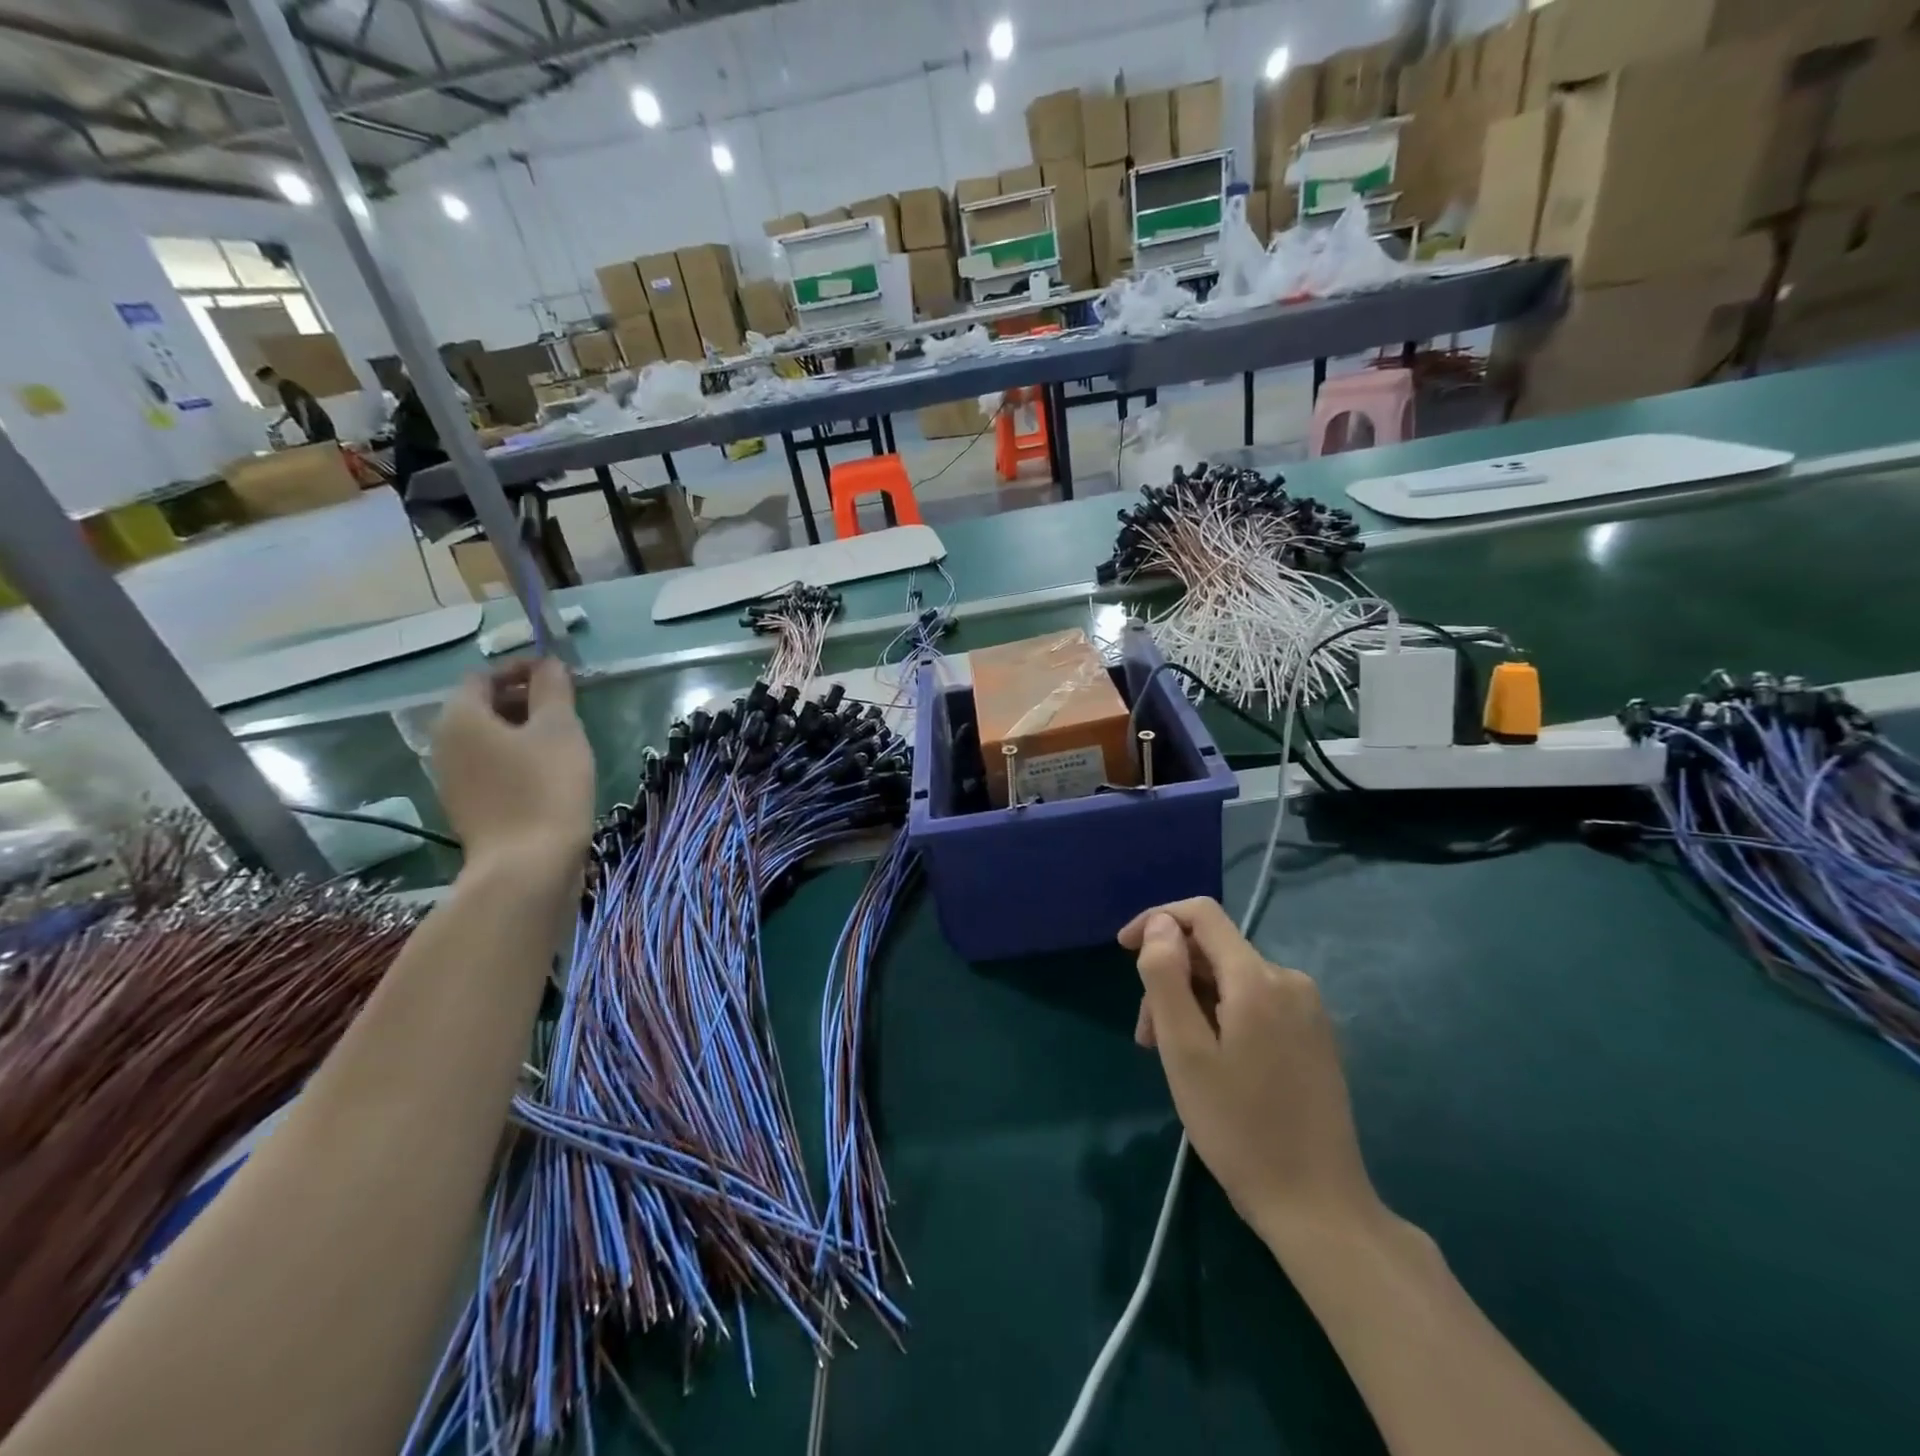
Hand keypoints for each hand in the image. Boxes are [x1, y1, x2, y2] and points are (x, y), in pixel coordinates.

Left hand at [431, 661, 593, 868]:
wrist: (527, 866)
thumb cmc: (546, 787)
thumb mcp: (560, 729)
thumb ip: (552, 689)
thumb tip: (548, 663)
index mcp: (460, 717)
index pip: (484, 676)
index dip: (521, 669)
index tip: (559, 675)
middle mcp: (444, 743)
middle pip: (482, 706)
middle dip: (522, 699)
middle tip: (566, 706)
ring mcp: (451, 779)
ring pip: (487, 739)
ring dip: (521, 730)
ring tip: (563, 739)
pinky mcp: (467, 806)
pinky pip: (489, 766)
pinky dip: (515, 758)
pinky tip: (548, 772)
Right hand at [1120, 898, 1382, 1251]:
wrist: (1318, 1206)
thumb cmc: (1239, 1129)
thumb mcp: (1184, 1051)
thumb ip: (1166, 977)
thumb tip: (1162, 924)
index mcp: (1258, 979)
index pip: (1201, 914)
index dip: (1157, 920)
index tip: (1123, 950)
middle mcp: (1290, 980)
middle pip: (1214, 952)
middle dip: (1171, 977)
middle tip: (1145, 1036)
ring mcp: (1308, 1009)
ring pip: (1232, 981)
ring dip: (1192, 1003)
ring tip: (1172, 1057)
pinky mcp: (1315, 1035)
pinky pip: (1255, 1003)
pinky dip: (1221, 1017)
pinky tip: (1210, 1062)